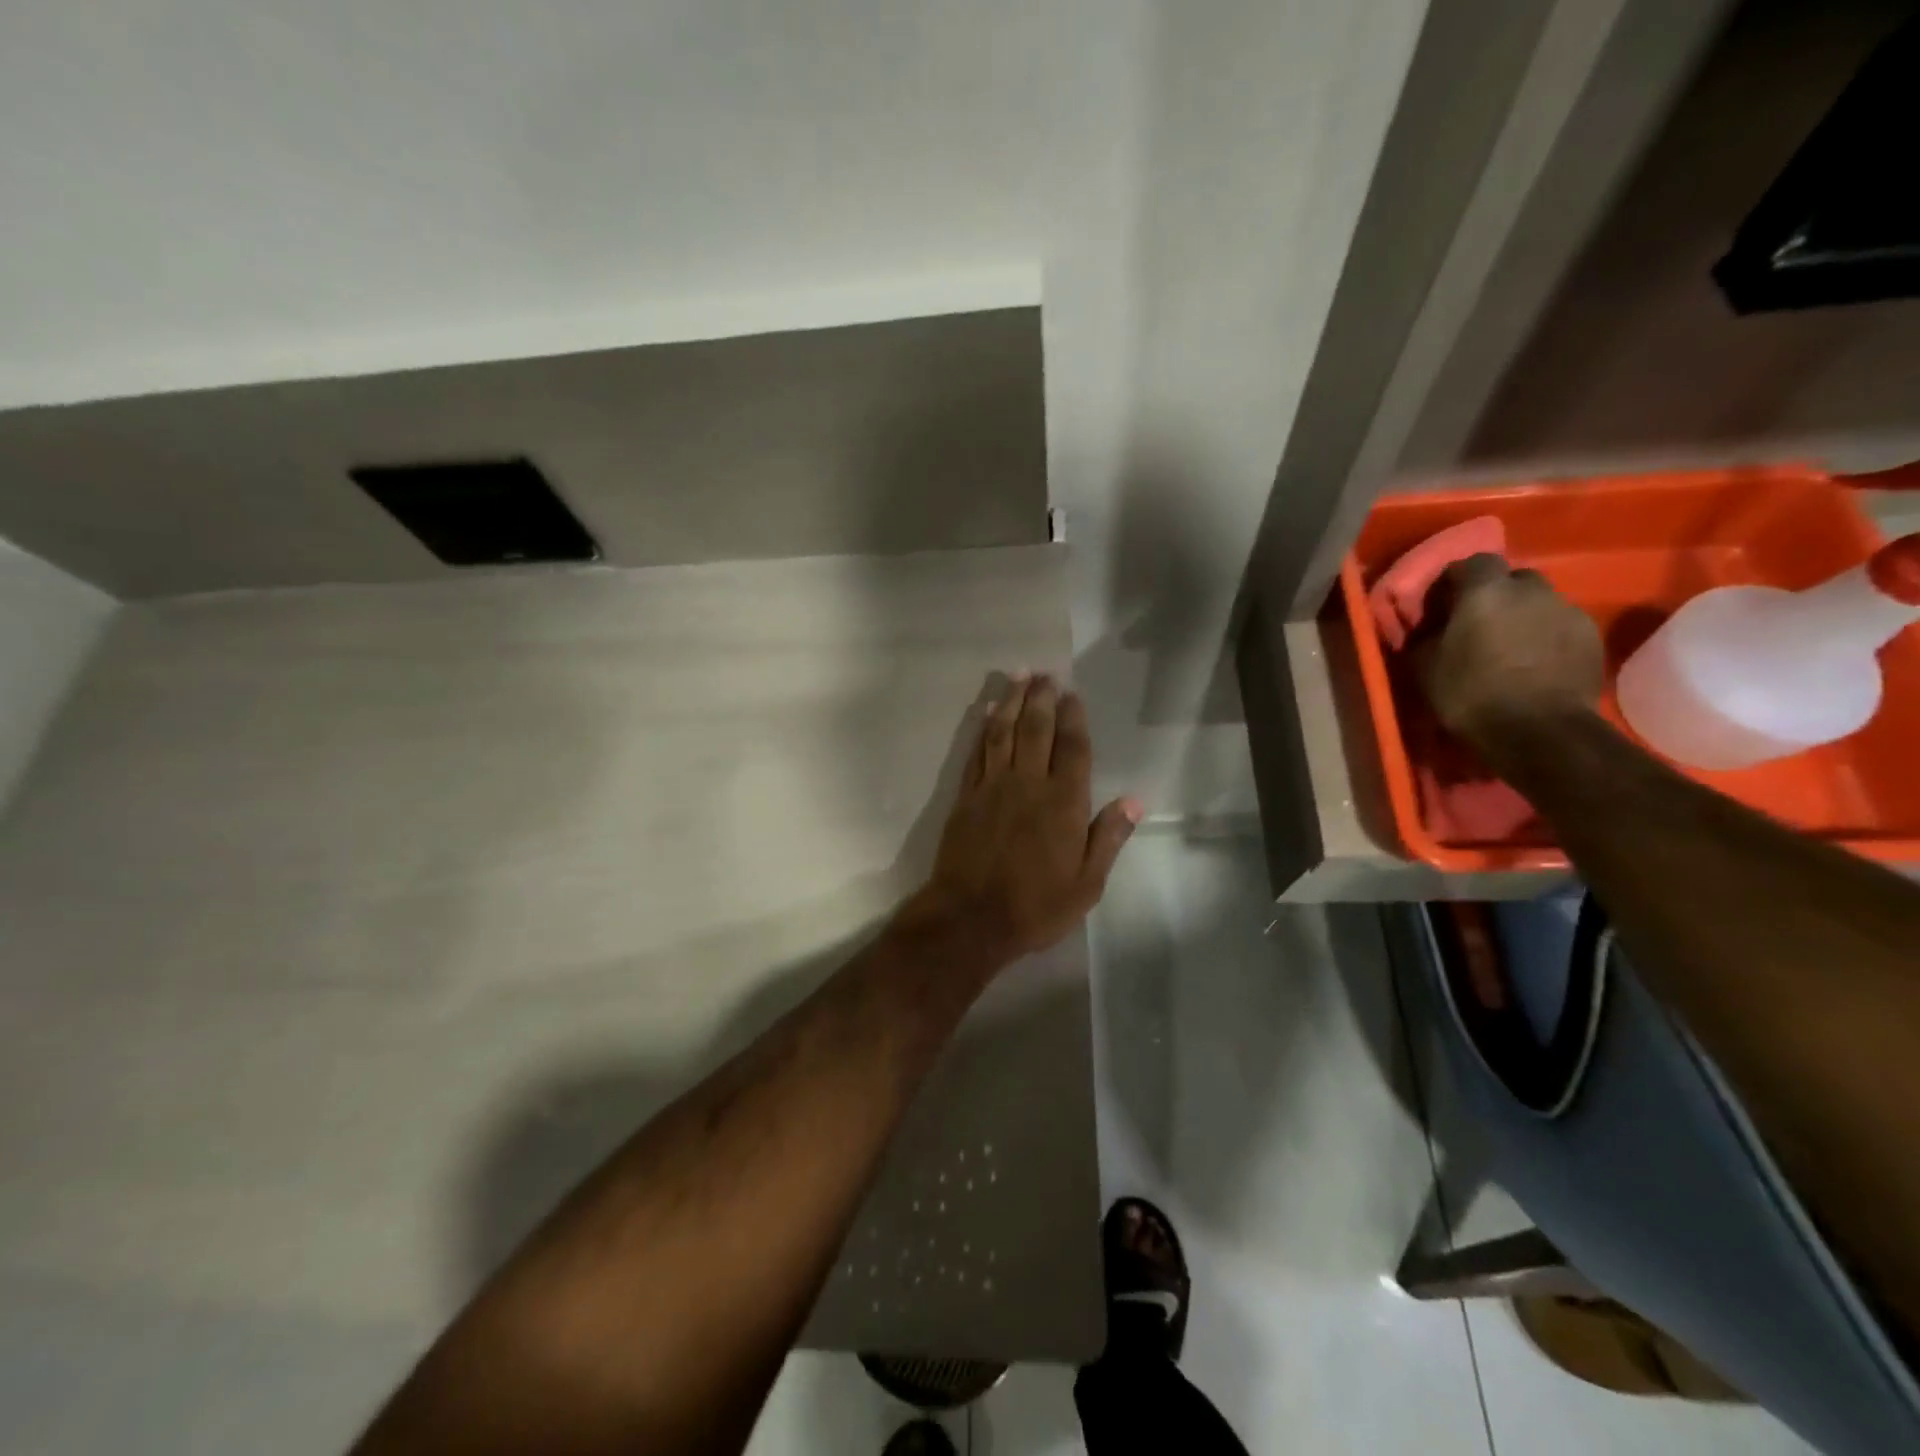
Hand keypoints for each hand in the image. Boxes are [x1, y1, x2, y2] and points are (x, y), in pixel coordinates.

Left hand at [905, 673, 1140, 966]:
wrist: (970, 918)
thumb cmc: (1036, 906)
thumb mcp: (1087, 883)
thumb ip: (1109, 837)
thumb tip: (1134, 800)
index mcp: (1064, 803)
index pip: (1073, 748)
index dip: (1074, 718)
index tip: (1073, 693)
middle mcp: (1028, 784)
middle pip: (1036, 729)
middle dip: (1042, 697)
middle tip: (1045, 673)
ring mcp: (993, 786)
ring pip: (1004, 732)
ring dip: (1012, 701)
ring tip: (1019, 676)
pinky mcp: (966, 796)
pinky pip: (977, 752)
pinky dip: (984, 728)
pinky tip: (989, 711)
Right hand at [1412, 555, 1603, 746]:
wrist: (1539, 731)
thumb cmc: (1470, 694)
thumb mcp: (1425, 667)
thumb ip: (1425, 636)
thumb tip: (1427, 627)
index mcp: (1485, 591)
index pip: (1472, 562)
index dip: (1457, 580)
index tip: (1444, 604)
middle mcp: (1531, 590)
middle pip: (1512, 579)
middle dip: (1496, 595)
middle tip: (1479, 624)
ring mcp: (1567, 611)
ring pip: (1539, 603)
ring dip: (1523, 616)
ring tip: (1509, 647)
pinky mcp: (1591, 637)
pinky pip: (1561, 625)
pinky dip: (1545, 636)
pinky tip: (1534, 663)